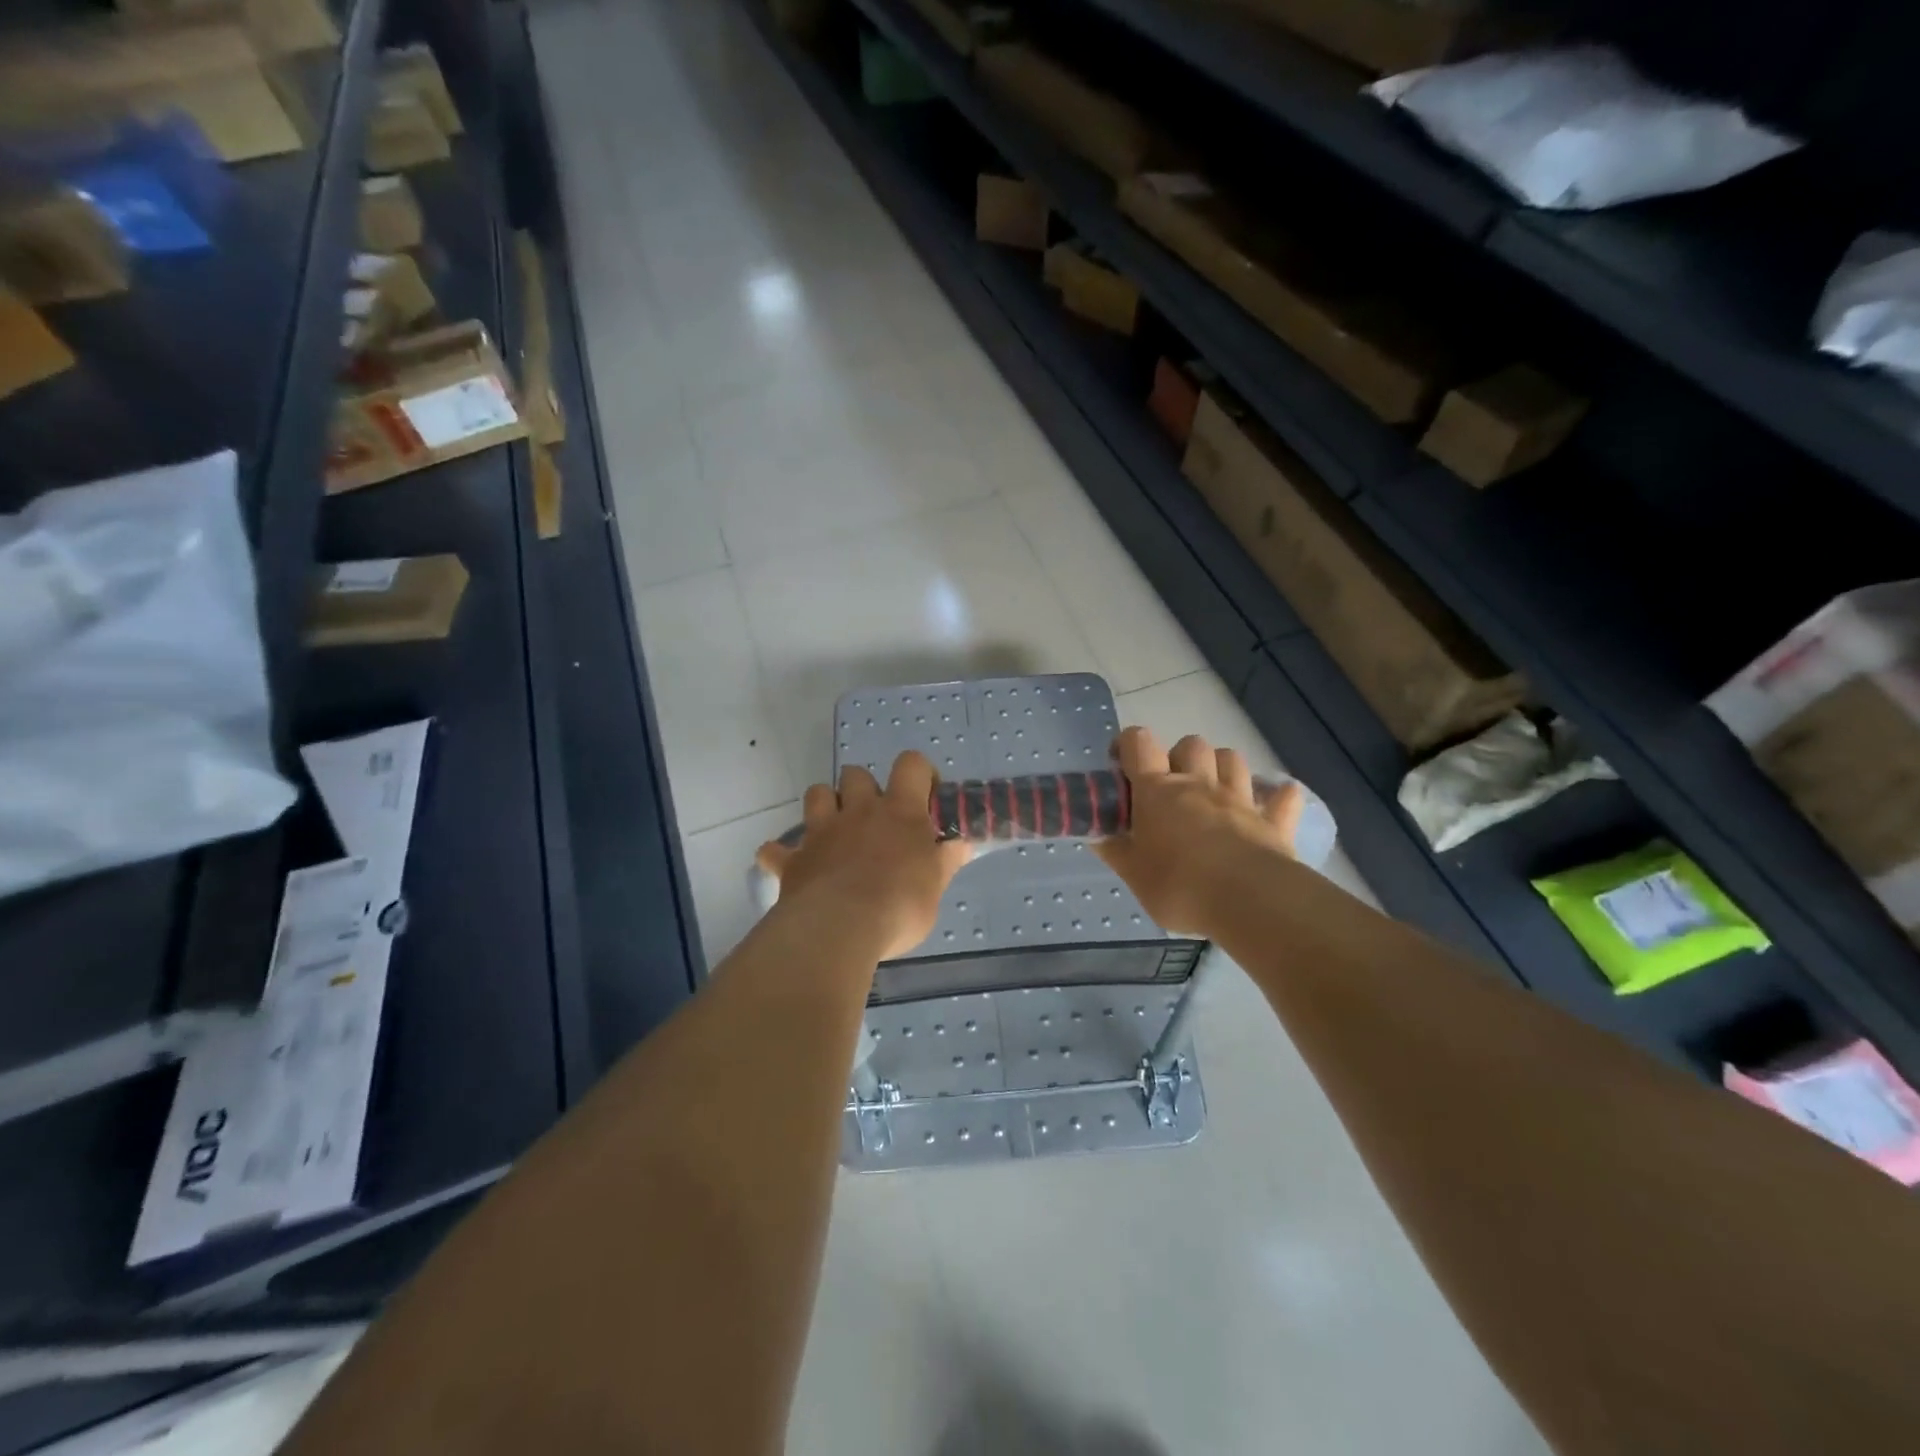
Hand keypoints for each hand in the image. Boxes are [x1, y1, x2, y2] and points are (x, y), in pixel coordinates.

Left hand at [756, 752, 971, 961]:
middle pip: (856, 774)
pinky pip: (775, 851)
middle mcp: (859, 811)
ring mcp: (821, 832)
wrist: (839, 927)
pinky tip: (790, 865)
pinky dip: (780, 855)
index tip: (925, 795)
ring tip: (835, 830)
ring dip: (825, 805)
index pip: (910, 765)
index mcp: (899, 812)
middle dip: (864, 788)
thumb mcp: (934, 888)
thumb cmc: (899, 906)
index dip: (919, 772)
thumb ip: (945, 862)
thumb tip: (961, 844)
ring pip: (817, 793)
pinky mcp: (794, 860)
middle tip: (876, 819)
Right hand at [1094, 727, 1302, 936]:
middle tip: (1170, 786)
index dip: (1127, 744)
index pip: (1138, 743)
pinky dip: (1278, 796)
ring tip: (1213, 789)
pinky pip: (1283, 797)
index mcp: (1158, 790)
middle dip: (1179, 756)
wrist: (1249, 901)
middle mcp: (1199, 783)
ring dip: (1222, 766)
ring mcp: (1240, 798)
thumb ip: (1116, 851)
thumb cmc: (1179, 886)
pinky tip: (1273, 802)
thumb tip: (1098, 836)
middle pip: (1190, 744)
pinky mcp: (1273, 821)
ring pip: (1232, 759)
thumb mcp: (1133, 875)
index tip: (1121, 764)